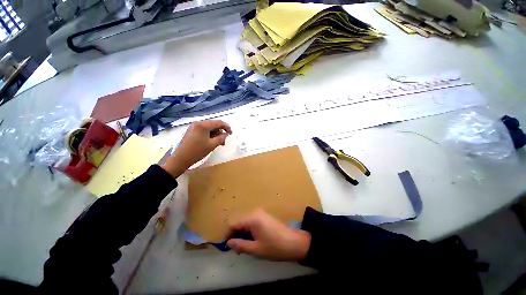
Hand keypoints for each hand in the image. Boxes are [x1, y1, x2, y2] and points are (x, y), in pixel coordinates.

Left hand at [162, 120, 231, 177]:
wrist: (180, 158)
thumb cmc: (197, 151)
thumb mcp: (212, 145)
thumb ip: (222, 138)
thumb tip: (226, 134)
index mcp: (203, 125)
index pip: (219, 122)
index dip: (227, 127)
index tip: (231, 134)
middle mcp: (198, 123)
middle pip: (214, 124)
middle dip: (221, 131)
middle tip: (224, 140)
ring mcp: (194, 127)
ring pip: (209, 128)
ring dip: (216, 134)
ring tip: (218, 143)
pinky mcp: (192, 131)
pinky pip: (204, 130)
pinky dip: (209, 135)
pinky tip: (211, 141)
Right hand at [226, 209, 310, 261]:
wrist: (293, 243)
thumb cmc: (274, 247)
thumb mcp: (255, 249)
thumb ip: (240, 245)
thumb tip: (228, 242)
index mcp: (252, 219)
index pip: (234, 224)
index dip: (228, 234)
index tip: (225, 246)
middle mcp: (255, 212)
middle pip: (239, 222)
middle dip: (235, 234)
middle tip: (235, 248)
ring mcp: (261, 213)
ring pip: (245, 222)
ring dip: (242, 233)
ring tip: (243, 246)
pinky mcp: (264, 216)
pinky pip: (252, 222)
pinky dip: (248, 230)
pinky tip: (251, 240)